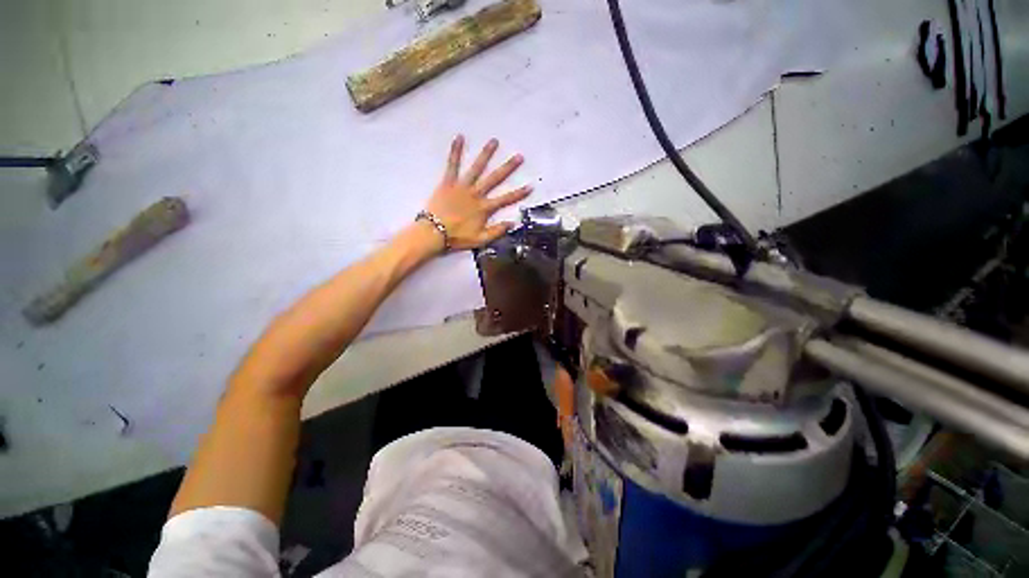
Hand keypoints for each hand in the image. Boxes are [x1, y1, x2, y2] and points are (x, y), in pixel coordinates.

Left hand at [423, 135, 531, 251]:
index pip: (505, 199)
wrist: (434, 233)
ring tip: (494, 141)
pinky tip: (459, 137)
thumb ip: (497, 231)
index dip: (519, 193)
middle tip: (518, 157)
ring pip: (477, 168)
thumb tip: (512, 223)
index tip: (530, 186)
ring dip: (486, 154)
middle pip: (494, 179)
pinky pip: (453, 165)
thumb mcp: (480, 240)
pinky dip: (455, 151)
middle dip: (508, 168)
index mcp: (484, 208)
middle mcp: (476, 194)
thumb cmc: (457, 237)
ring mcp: (462, 187)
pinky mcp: (448, 182)